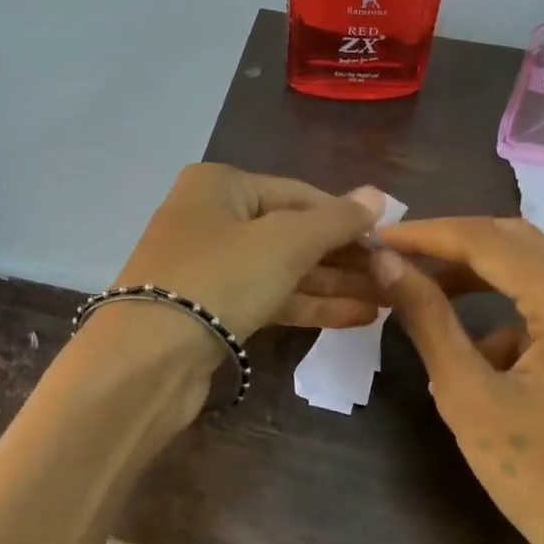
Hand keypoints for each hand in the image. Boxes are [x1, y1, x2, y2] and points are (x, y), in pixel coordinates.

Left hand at [113, 163, 386, 338]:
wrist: (149, 358)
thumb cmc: (220, 278)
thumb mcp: (285, 241)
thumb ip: (335, 220)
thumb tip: (377, 195)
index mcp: (220, 186)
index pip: (299, 194)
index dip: (346, 216)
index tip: (391, 239)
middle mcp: (212, 219)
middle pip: (292, 233)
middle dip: (344, 256)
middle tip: (395, 274)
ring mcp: (210, 267)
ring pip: (283, 270)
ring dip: (334, 284)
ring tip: (388, 299)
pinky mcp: (212, 310)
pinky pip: (269, 298)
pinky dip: (309, 306)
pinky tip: (358, 317)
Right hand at [370, 217, 543, 543]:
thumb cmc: (541, 482)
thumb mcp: (468, 397)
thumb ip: (427, 319)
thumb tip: (387, 264)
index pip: (492, 242)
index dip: (429, 234)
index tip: (380, 237)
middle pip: (520, 244)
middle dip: (454, 248)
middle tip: (398, 260)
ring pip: (539, 271)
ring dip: (481, 278)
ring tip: (426, 297)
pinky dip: (511, 314)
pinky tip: (482, 357)